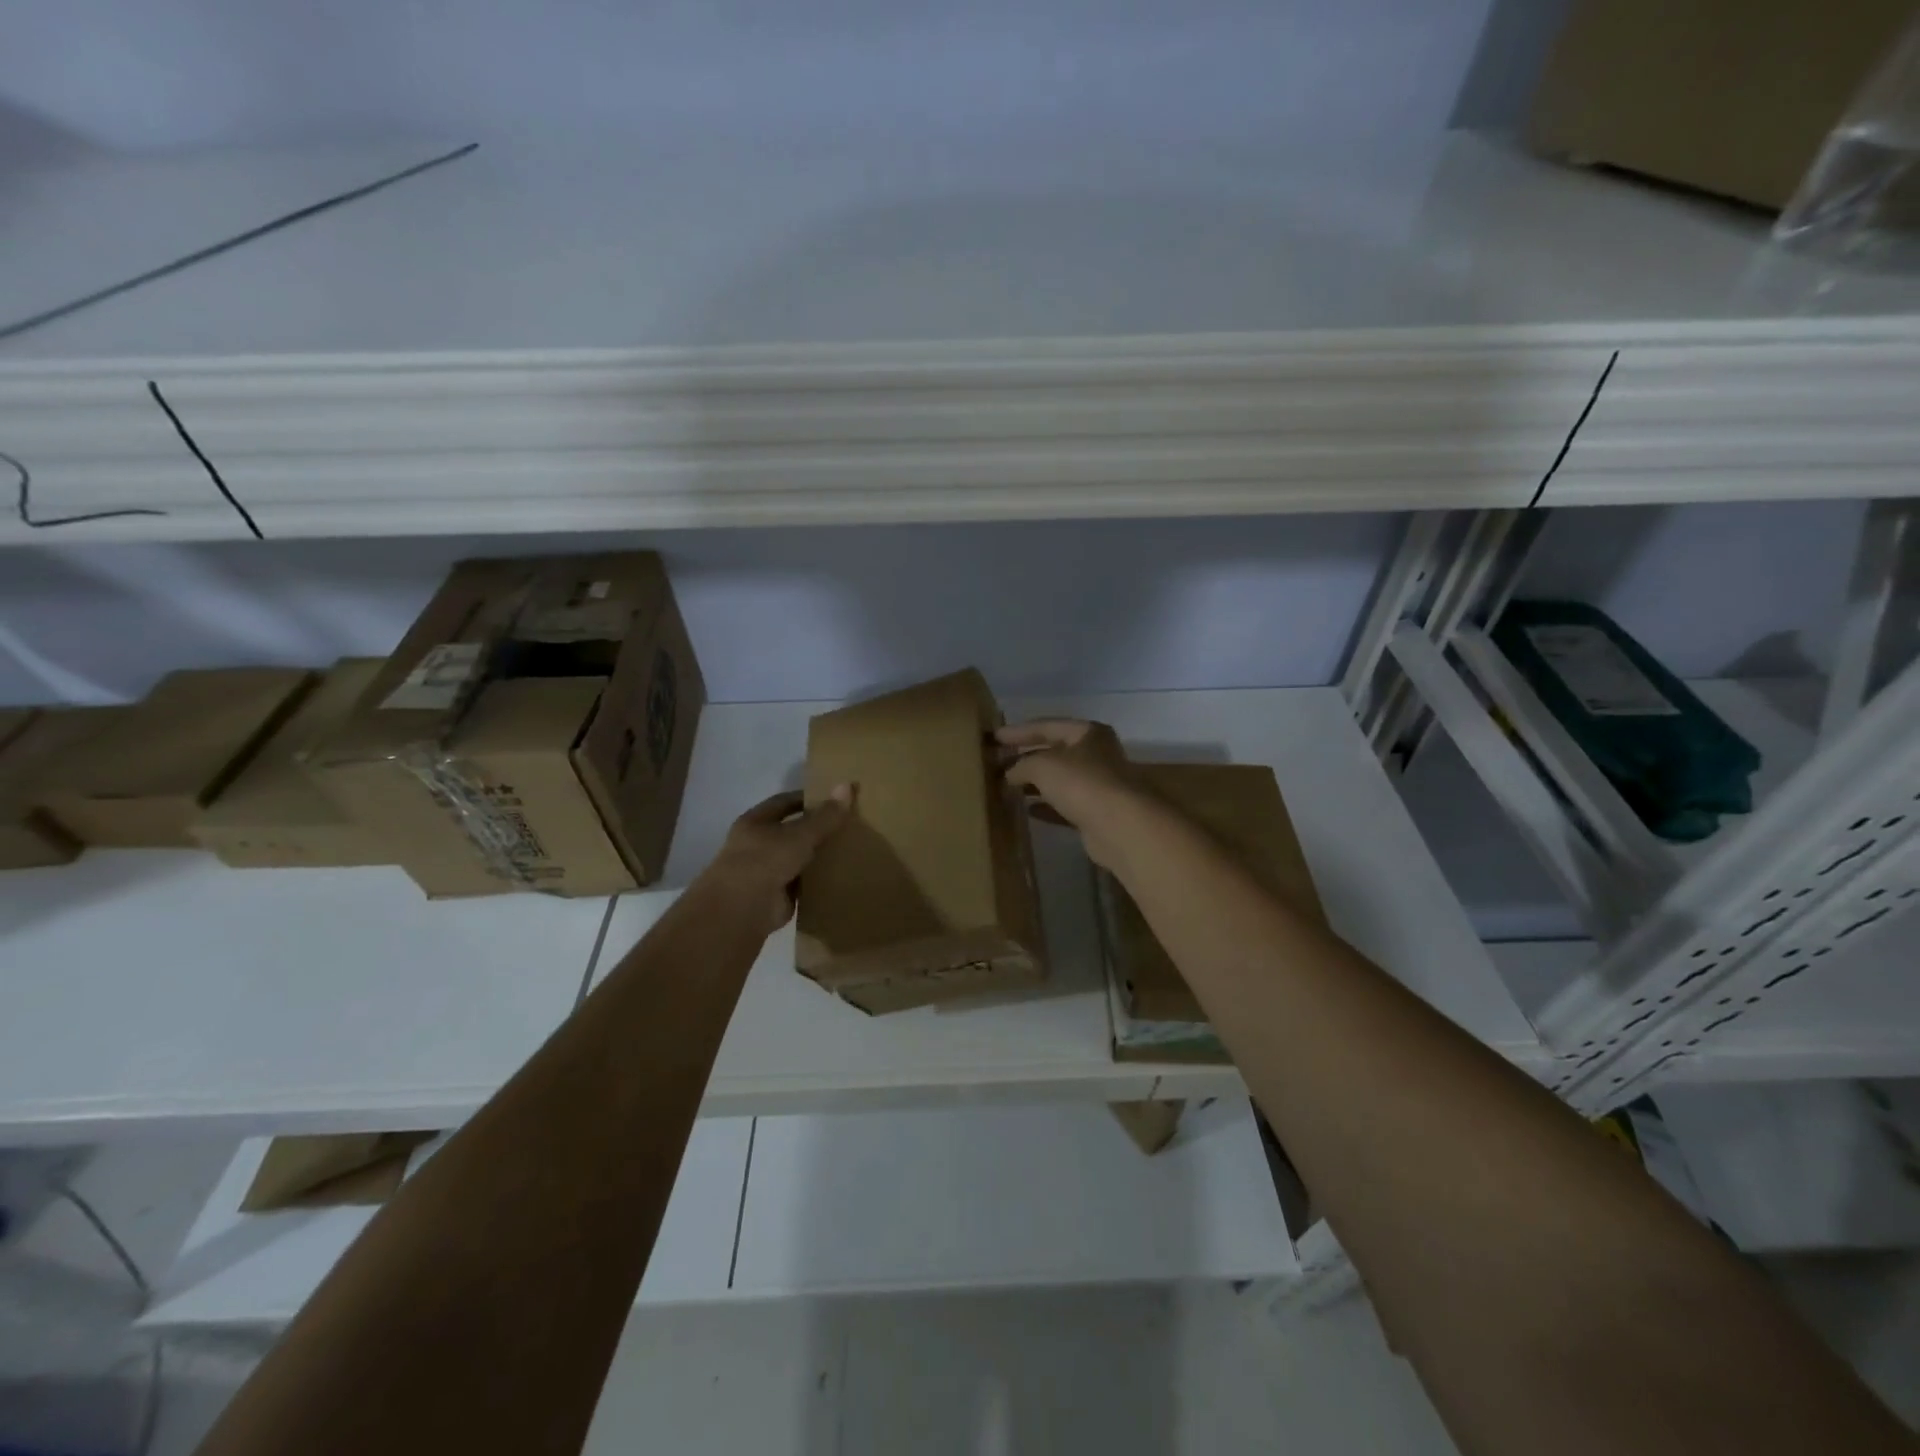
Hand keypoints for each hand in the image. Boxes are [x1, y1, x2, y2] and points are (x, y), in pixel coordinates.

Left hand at [699, 787, 852, 937]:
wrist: (742, 909)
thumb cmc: (765, 860)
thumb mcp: (800, 834)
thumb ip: (825, 815)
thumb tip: (847, 785)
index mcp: (754, 822)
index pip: (783, 802)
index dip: (806, 798)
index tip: (833, 797)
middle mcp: (757, 845)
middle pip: (791, 831)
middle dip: (816, 828)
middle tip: (848, 823)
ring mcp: (766, 871)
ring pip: (797, 858)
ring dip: (817, 856)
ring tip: (850, 848)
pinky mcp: (777, 896)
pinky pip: (803, 883)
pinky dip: (818, 881)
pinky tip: (842, 876)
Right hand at [997, 719, 1139, 868]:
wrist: (1119, 826)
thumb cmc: (1081, 783)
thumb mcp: (1042, 765)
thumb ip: (1021, 765)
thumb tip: (1009, 773)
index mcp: (1088, 733)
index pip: (1047, 726)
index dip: (1019, 731)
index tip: (995, 737)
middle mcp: (1097, 755)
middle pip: (1055, 752)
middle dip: (1026, 758)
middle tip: (998, 763)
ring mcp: (1099, 785)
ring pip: (1060, 780)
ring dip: (1035, 783)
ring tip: (1007, 786)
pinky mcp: (1097, 813)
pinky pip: (1065, 805)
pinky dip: (1046, 806)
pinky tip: (1027, 810)